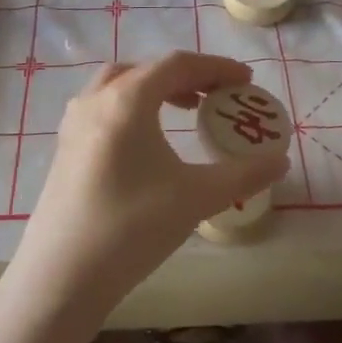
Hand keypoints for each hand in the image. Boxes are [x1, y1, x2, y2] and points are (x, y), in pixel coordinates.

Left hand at [11, 52, 289, 317]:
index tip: (245, 79)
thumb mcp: (195, 198)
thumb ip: (244, 175)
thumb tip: (281, 160)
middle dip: (187, 76)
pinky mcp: (65, 147)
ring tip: (185, 110)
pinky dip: (132, 105)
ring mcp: (74, 122)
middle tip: (217, 95)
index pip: (178, 64)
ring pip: (120, 84)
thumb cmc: (131, 228)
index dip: (216, 67)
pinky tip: (147, 139)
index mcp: (127, 99)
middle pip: (148, 69)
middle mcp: (97, 98)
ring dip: (156, 87)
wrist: (60, 278)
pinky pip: (104, 105)